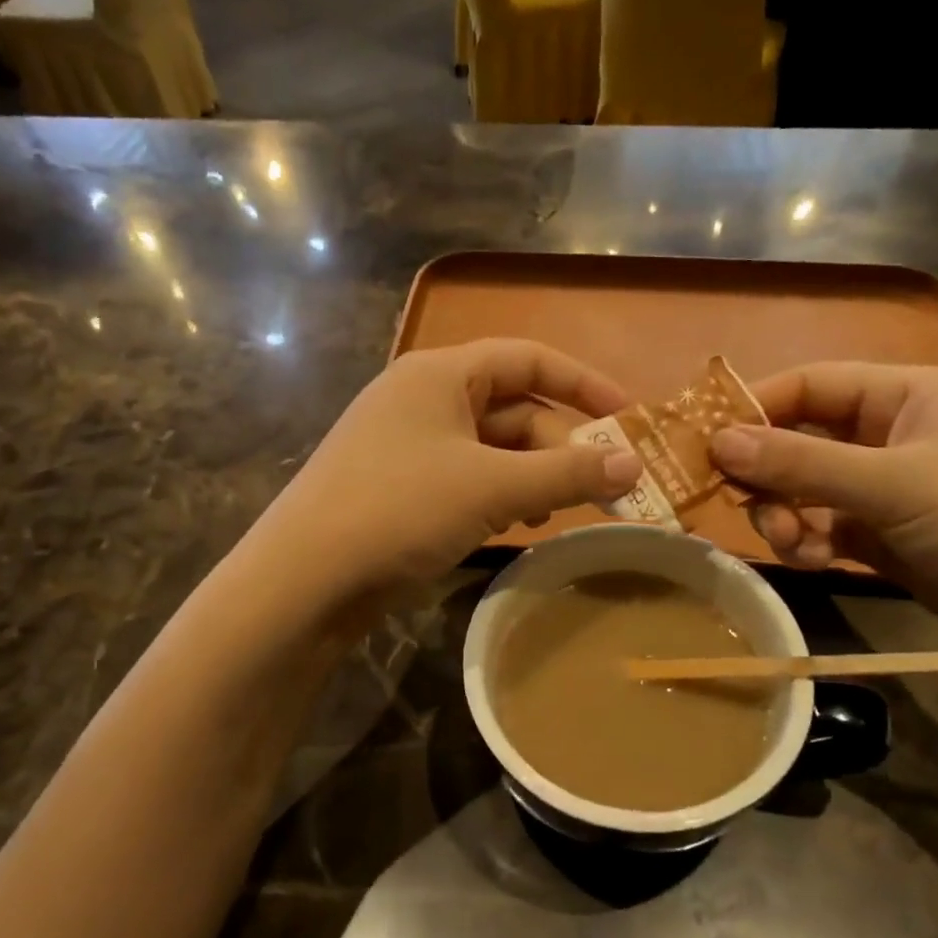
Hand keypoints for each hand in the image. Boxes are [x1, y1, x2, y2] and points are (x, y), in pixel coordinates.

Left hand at [255, 339, 641, 599]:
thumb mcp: (492, 488)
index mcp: (441, 374)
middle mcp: (424, 399)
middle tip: (605, 485)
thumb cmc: (400, 510)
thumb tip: (634, 465)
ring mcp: (409, 444)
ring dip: (533, 474)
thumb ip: (566, 474)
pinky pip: (468, 477)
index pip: (527, 358)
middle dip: (561, 444)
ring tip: (557, 510)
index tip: (628, 417)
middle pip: (513, 408)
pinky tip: (515, 525)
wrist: (304, 579)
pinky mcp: (401, 486)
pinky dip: (500, 495)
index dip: (583, 382)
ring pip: (492, 448)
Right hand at [708, 363, 937, 657]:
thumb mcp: (893, 485)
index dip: (754, 408)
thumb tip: (716, 441)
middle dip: (770, 474)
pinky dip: (810, 540)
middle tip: (742, 505)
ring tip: (788, 544)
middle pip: (802, 438)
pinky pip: (827, 525)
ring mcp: (892, 486)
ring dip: (787, 513)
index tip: (704, 443)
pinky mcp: (890, 534)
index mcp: (906, 394)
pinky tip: (811, 560)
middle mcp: (894, 432)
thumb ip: (800, 463)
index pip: (809, 384)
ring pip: (809, 487)